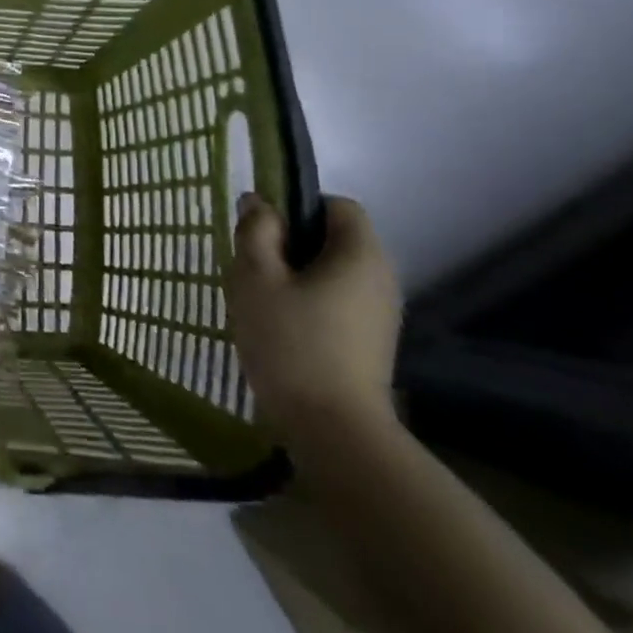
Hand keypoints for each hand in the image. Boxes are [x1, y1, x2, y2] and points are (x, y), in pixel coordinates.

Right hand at [224, 194, 401, 449]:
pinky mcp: (371, 344)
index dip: (297, 207)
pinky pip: (336, 303)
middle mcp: (382, 278)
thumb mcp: (256, 277)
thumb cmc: (290, 342)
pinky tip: (278, 328)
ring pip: (332, 274)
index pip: (337, 205)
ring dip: (294, 277)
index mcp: (361, 254)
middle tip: (251, 266)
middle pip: (334, 240)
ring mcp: (380, 315)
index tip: (262, 231)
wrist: (333, 430)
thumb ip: (256, 232)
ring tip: (259, 300)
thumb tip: (258, 203)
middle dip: (290, 245)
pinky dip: (307, 304)